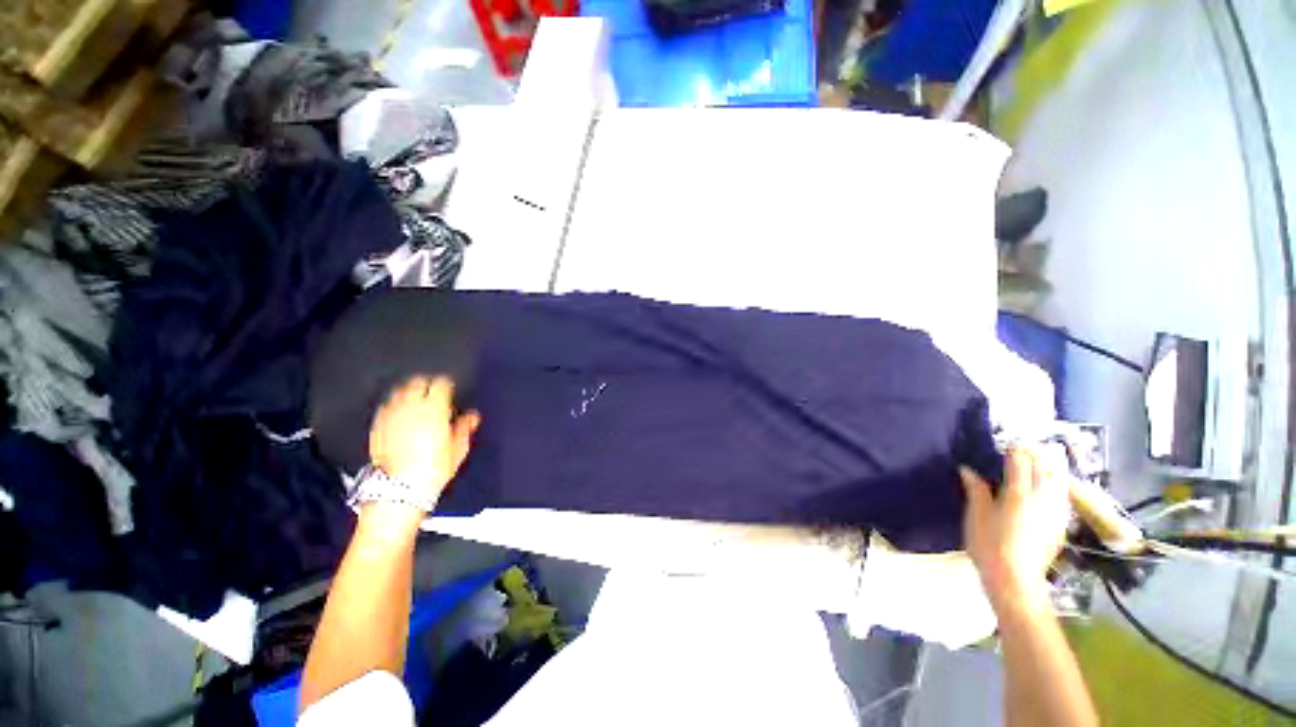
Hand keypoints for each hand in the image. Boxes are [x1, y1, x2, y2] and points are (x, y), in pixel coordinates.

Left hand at [368, 376, 480, 505]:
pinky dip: (394, 405)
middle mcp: (411, 406)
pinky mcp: (377, 425)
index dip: (446, 384)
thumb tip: (472, 416)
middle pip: (417, 382)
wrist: (401, 487)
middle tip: (432, 392)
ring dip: (409, 392)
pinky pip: (386, 406)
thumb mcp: (457, 448)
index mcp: (434, 408)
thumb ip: (465, 427)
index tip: (449, 389)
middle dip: (426, 384)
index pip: (441, 383)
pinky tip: (399, 413)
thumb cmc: (434, 468)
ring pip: (399, 391)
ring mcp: (391, 414)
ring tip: (415, 400)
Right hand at [960, 446, 1071, 611]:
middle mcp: (1043, 498)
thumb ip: (976, 490)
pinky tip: (1046, 488)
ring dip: (1049, 467)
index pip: (1021, 460)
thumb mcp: (976, 516)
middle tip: (1020, 451)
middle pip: (1047, 465)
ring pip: (1060, 478)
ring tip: (1036, 464)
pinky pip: (1063, 494)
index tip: (1003, 446)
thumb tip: (968, 469)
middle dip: (1035, 454)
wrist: (1015, 581)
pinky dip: (1055, 483)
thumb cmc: (989, 546)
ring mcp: (1056, 511)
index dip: (1013, 449)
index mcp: (1019, 494)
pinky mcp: (1061, 523)